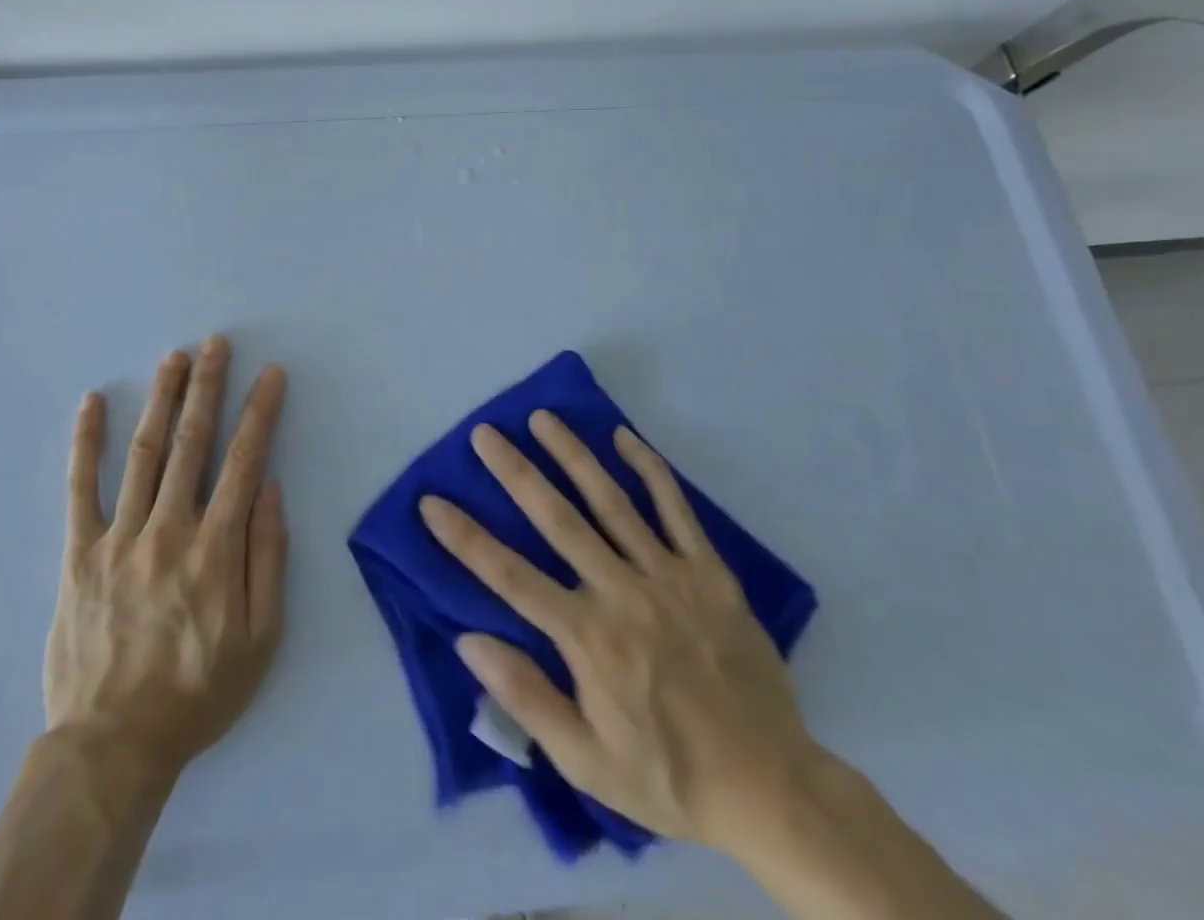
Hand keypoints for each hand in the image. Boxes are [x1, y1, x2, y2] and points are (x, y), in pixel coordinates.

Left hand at [46, 336, 288, 777]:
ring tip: (174, 358)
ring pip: (144, 452)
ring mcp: (119, 537)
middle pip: (192, 442)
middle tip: (216, 344)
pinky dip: (85, 443)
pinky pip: (80, 489)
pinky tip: (92, 403)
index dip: (260, 412)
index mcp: (216, 548)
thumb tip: (269, 489)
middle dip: (208, 387)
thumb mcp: (260, 637)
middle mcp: (169, 528)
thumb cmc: (198, 691)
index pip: (244, 461)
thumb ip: (268, 557)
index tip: (271, 374)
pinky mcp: (79, 553)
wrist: (113, 745)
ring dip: (162, 400)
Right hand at [419, 413, 819, 858]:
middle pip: (558, 520)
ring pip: (611, 501)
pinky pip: (675, 509)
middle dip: (516, 472)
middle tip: (485, 433)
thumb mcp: (587, 762)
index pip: (511, 577)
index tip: (432, 503)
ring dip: (572, 455)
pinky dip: (649, 469)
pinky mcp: (708, 571)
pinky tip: (624, 437)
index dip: (466, 539)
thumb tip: (469, 641)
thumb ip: (527, 698)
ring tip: (542, 418)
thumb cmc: (668, 776)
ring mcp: (668, 575)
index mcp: (588, 637)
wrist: (771, 786)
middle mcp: (622, 592)